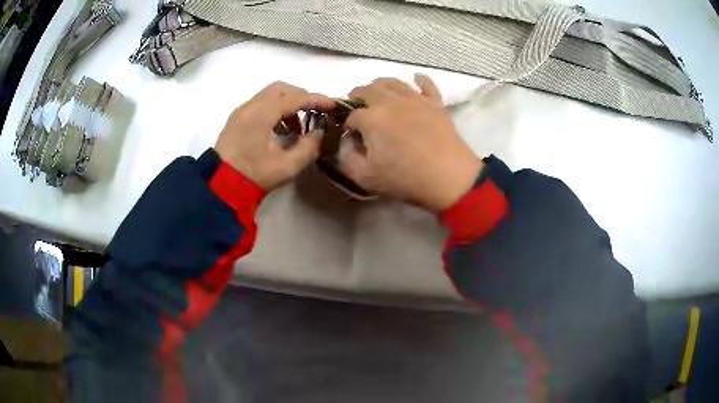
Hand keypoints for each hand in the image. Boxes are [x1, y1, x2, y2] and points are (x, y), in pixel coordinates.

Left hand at [215, 81, 334, 190]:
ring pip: (270, 94)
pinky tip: (280, 129)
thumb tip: (321, 133)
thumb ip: (309, 147)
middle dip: (301, 97)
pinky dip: (275, 109)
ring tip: (296, 127)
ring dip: (288, 103)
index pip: (295, 98)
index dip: (317, 99)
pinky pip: (261, 103)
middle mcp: (250, 106)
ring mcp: (242, 110)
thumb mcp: (286, 166)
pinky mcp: (237, 118)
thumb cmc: (253, 176)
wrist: (220, 185)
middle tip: (314, 113)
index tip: (333, 105)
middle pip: (281, 88)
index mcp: (261, 114)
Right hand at [340, 75, 482, 212]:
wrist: (449, 177)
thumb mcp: (364, 177)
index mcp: (371, 118)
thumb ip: (346, 157)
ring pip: (392, 81)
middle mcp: (390, 101)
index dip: (348, 125)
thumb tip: (347, 140)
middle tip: (359, 110)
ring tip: (378, 96)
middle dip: (357, 98)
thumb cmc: (405, 178)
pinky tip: (415, 80)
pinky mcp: (435, 102)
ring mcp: (415, 98)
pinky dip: (419, 80)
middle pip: (367, 90)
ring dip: (379, 86)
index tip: (352, 136)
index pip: (351, 115)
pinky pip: (426, 83)